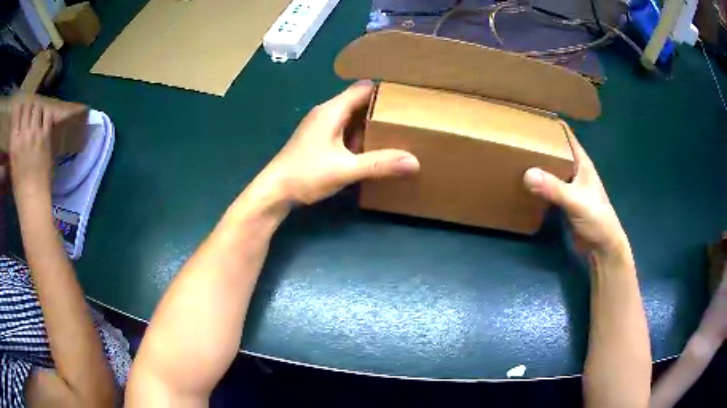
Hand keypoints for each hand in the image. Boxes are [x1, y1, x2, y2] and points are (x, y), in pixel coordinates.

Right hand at [9, 100, 53, 196]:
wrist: (33, 198)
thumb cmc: (19, 186)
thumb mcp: (12, 162)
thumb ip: (14, 143)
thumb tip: (17, 130)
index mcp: (13, 141)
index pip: (16, 113)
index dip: (19, 109)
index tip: (20, 111)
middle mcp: (23, 133)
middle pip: (27, 106)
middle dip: (28, 108)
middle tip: (29, 114)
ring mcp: (35, 133)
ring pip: (37, 107)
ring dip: (37, 109)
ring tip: (37, 116)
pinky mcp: (45, 136)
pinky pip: (48, 115)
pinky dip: (47, 113)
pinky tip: (45, 120)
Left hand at [255, 81, 418, 204]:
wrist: (274, 191)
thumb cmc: (305, 174)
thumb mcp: (345, 169)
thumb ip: (379, 164)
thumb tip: (414, 161)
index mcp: (332, 110)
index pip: (363, 89)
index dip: (385, 90)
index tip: (408, 97)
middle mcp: (326, 113)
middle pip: (359, 101)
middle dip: (381, 108)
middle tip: (408, 116)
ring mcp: (321, 126)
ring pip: (351, 117)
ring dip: (370, 123)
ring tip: (397, 131)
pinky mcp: (318, 140)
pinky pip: (344, 130)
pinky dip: (359, 135)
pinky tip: (372, 148)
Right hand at [523, 133, 626, 254]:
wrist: (601, 248)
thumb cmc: (597, 219)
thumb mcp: (577, 201)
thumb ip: (554, 188)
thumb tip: (527, 173)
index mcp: (581, 162)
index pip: (566, 135)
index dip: (551, 125)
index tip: (529, 118)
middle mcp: (574, 170)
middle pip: (555, 150)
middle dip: (539, 144)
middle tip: (515, 137)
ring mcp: (569, 187)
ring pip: (551, 169)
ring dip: (537, 164)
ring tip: (514, 156)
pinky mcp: (563, 202)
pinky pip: (548, 187)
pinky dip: (537, 183)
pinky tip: (523, 182)